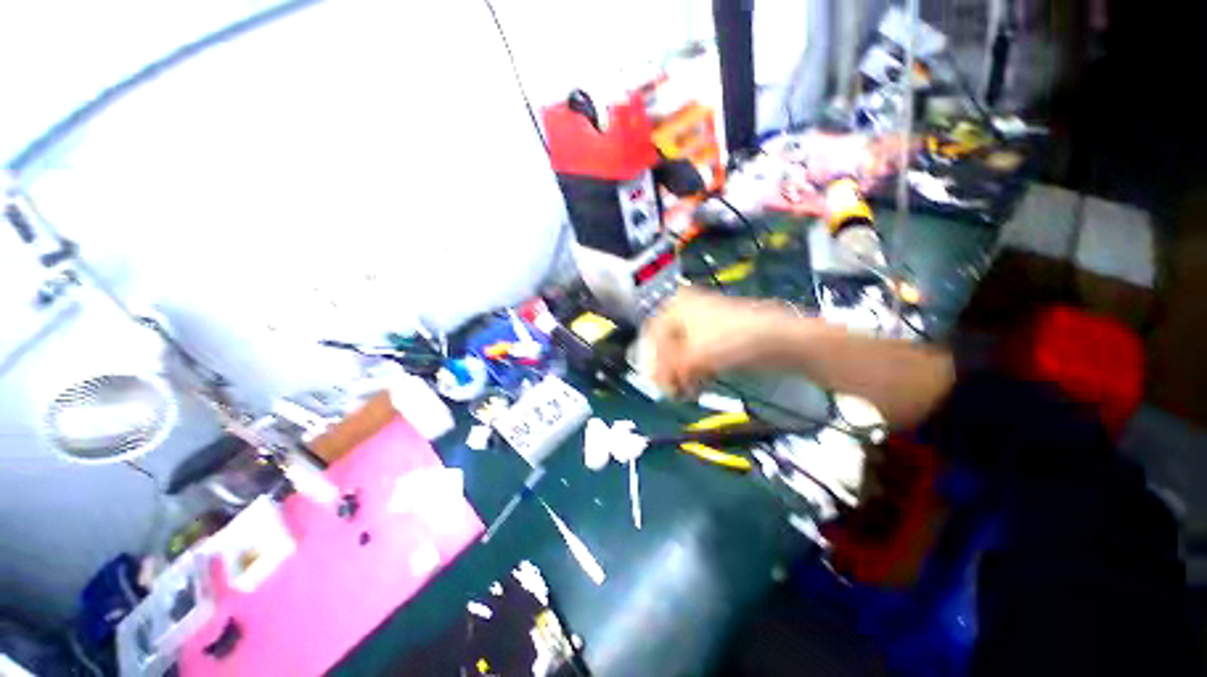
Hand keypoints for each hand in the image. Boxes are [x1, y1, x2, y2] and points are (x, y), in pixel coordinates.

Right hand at [640, 288, 794, 397]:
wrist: (781, 340)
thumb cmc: (734, 340)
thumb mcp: (694, 357)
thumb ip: (669, 372)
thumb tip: (657, 383)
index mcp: (676, 306)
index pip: (652, 336)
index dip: (652, 362)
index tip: (657, 384)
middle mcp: (687, 310)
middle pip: (666, 345)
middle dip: (668, 370)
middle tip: (672, 390)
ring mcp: (703, 323)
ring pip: (681, 352)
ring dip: (682, 373)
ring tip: (688, 390)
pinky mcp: (718, 336)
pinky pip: (697, 355)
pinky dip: (696, 370)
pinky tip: (702, 383)